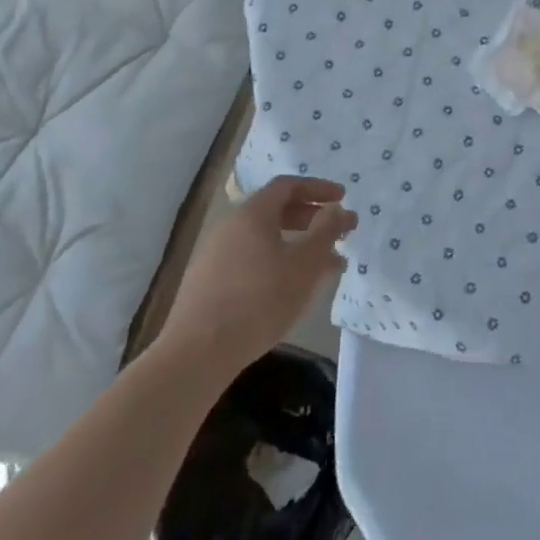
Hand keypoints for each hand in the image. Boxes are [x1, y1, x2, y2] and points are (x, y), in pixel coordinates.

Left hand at [158, 176, 355, 377]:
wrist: (197, 353)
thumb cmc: (260, 300)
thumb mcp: (304, 264)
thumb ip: (326, 231)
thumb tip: (337, 209)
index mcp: (252, 214)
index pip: (288, 186)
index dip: (318, 188)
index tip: (342, 199)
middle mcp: (229, 226)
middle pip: (274, 210)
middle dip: (310, 218)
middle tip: (336, 232)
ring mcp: (214, 255)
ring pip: (263, 239)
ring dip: (295, 244)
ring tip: (321, 266)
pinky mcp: (207, 283)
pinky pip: (249, 259)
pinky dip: (275, 262)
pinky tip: (288, 289)